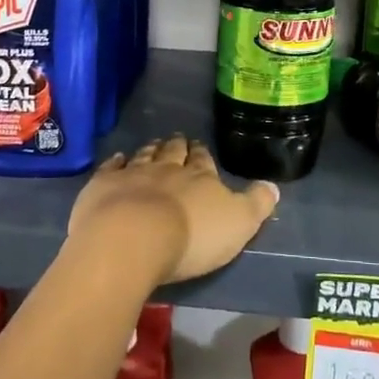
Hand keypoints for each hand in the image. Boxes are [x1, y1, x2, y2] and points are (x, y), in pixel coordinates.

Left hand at [69, 134, 278, 284]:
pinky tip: (118, 158)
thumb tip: (273, 186)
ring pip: (144, 156)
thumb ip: (256, 204)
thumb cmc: (192, 237)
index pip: (203, 161)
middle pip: (173, 153)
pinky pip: (112, 167)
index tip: (199, 147)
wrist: (133, 238)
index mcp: (200, 178)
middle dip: (178, 146)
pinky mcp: (104, 185)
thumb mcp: (238, 224)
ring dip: (151, 150)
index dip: (202, 154)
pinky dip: (117, 161)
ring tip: (154, 144)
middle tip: (178, 139)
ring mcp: (133, 174)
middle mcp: (167, 169)